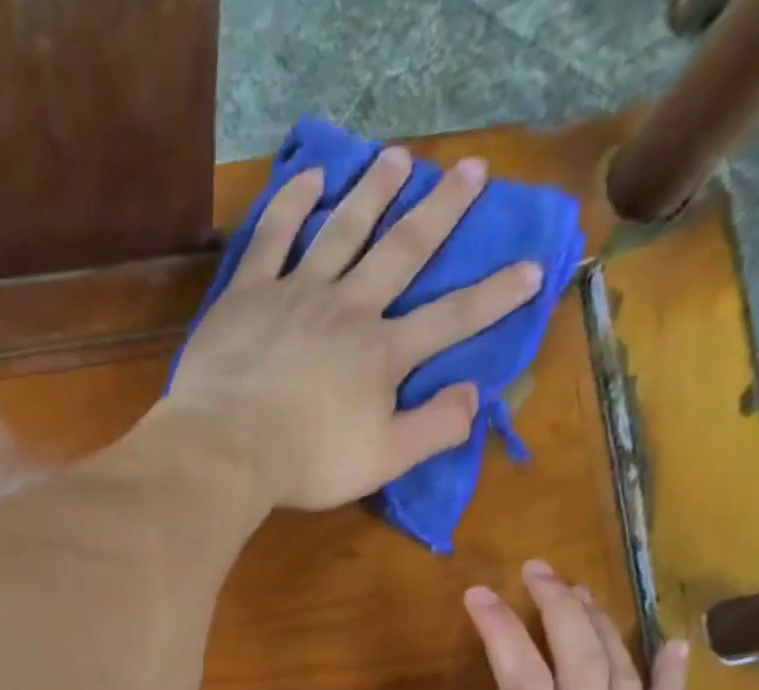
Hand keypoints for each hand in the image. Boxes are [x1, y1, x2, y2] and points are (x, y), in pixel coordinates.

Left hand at [158, 147, 544, 512]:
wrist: (226, 450)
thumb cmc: (307, 462)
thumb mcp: (384, 460)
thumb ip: (435, 429)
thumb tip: (474, 395)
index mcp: (383, 353)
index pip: (451, 319)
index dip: (495, 296)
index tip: (533, 268)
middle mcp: (348, 309)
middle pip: (402, 251)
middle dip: (442, 211)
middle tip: (472, 169)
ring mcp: (296, 294)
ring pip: (343, 230)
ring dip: (374, 192)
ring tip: (398, 158)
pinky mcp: (248, 293)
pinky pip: (273, 237)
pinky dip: (292, 204)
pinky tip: (311, 178)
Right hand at [391, 560, 688, 689]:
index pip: (520, 680)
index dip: (502, 630)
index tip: (479, 596)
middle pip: (578, 663)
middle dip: (556, 608)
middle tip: (535, 572)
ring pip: (622, 680)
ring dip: (600, 627)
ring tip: (577, 591)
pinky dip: (672, 680)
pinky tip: (672, 642)